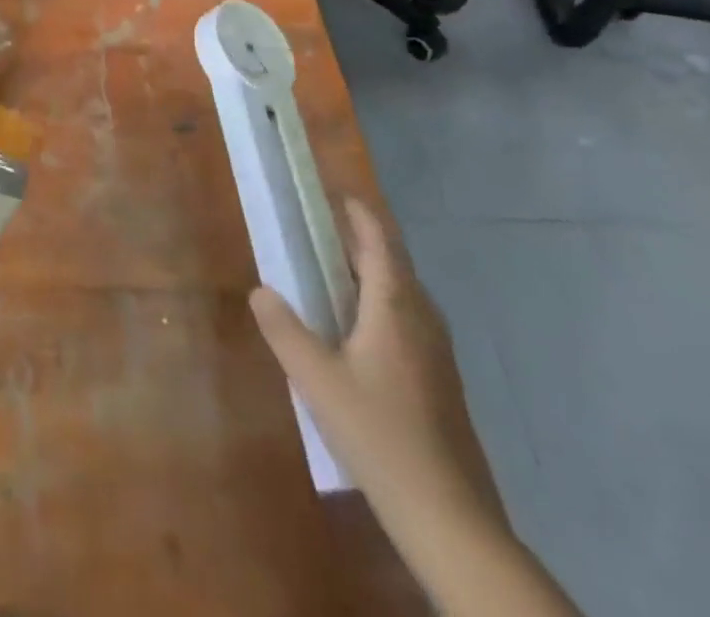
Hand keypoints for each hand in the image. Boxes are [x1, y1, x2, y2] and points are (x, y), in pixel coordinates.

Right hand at [249, 200, 507, 542]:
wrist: (449, 516)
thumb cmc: (379, 434)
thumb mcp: (316, 380)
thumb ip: (284, 330)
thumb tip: (260, 290)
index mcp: (394, 305)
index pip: (377, 239)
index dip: (355, 211)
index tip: (330, 193)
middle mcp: (421, 317)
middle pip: (391, 261)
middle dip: (356, 239)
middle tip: (316, 231)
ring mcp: (437, 350)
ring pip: (401, 292)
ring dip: (368, 272)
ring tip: (329, 274)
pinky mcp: (441, 378)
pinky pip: (407, 318)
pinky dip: (379, 303)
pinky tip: (355, 331)